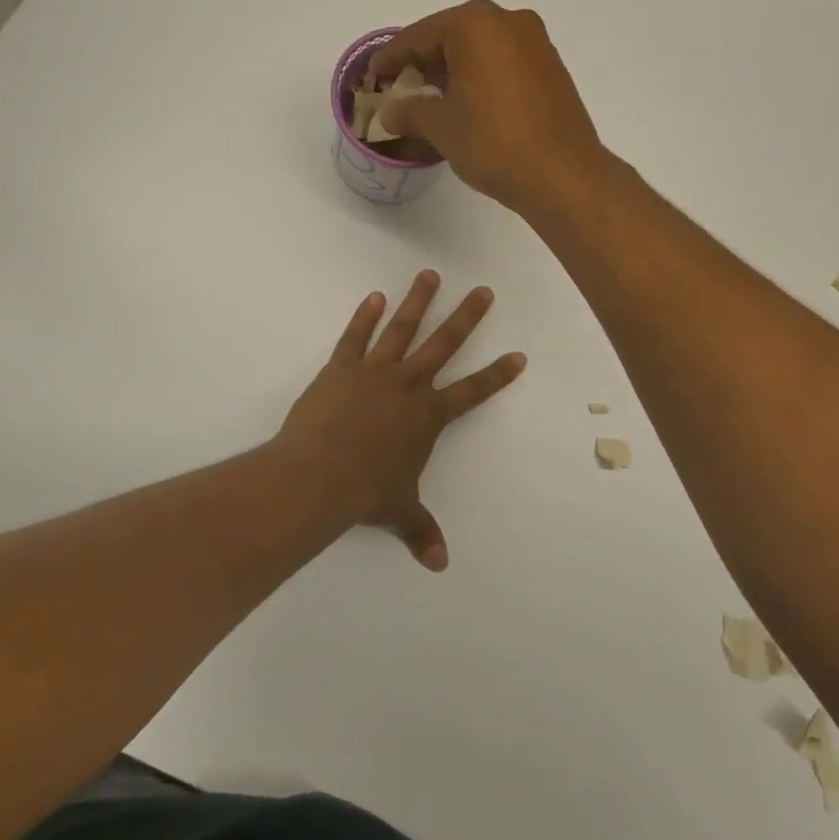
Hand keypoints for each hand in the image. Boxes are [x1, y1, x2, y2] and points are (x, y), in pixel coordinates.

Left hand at [277, 270, 526, 569]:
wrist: (320, 475)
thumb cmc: (366, 492)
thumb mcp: (399, 511)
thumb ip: (420, 531)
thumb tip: (439, 564)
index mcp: (428, 417)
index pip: (472, 391)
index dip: (497, 375)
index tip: (518, 355)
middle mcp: (409, 386)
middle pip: (444, 345)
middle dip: (466, 318)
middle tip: (483, 291)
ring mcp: (375, 372)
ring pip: (402, 329)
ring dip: (418, 302)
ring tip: (429, 275)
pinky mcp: (341, 368)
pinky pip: (356, 336)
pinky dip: (365, 316)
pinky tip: (375, 297)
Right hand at [370, 0, 604, 212]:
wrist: (562, 175)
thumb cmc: (493, 142)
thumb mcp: (441, 126)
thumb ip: (409, 111)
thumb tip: (390, 112)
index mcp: (476, 24)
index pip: (420, 36)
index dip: (392, 57)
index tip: (373, 75)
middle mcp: (509, 22)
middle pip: (453, 37)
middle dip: (425, 63)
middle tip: (401, 88)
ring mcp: (537, 44)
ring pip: (481, 51)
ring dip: (454, 72)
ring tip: (432, 102)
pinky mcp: (553, 69)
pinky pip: (504, 65)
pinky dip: (481, 79)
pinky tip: (469, 106)